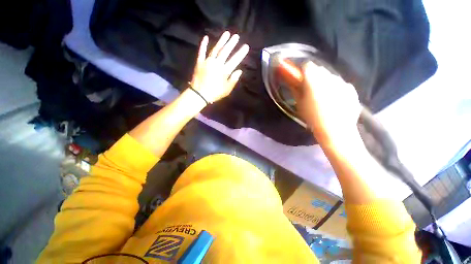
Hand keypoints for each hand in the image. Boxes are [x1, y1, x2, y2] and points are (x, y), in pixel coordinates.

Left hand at [190, 31, 249, 103]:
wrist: (199, 94)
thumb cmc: (215, 93)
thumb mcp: (227, 89)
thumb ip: (233, 79)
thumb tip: (239, 71)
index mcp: (224, 71)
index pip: (234, 60)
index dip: (240, 53)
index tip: (246, 46)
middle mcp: (216, 63)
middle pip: (225, 51)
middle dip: (231, 43)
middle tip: (236, 36)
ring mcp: (207, 61)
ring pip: (215, 49)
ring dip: (221, 41)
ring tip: (227, 33)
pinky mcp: (200, 62)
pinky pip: (202, 52)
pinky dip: (204, 44)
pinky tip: (206, 37)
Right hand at [291, 61, 361, 145]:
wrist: (335, 130)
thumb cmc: (312, 117)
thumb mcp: (299, 104)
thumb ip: (295, 90)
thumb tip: (292, 82)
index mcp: (313, 80)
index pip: (307, 65)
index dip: (302, 71)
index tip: (300, 79)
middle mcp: (329, 76)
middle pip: (319, 69)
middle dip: (313, 76)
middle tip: (310, 89)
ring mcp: (342, 82)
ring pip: (330, 76)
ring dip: (325, 82)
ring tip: (323, 97)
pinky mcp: (351, 89)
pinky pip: (340, 84)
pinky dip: (336, 88)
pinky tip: (334, 101)